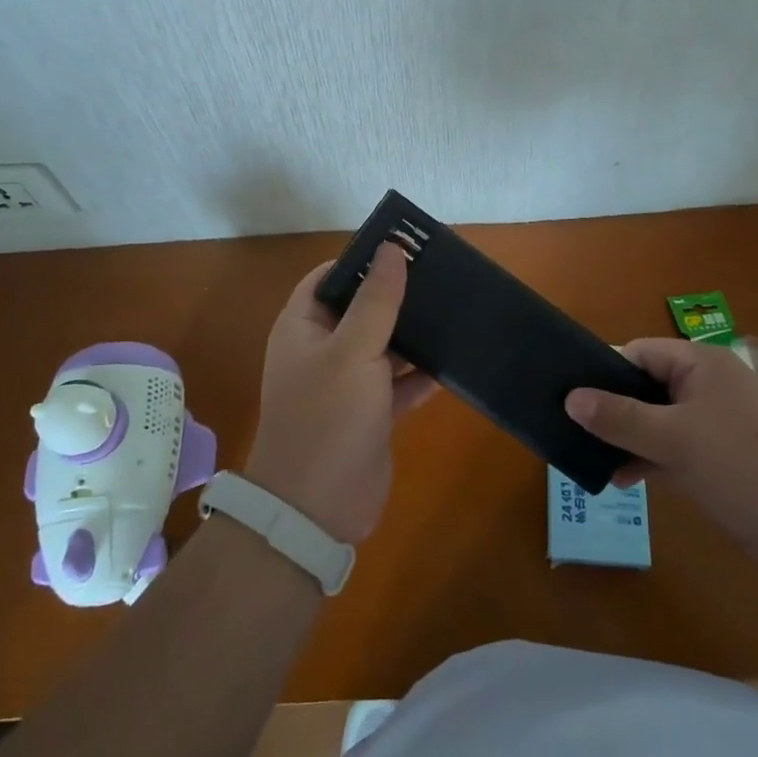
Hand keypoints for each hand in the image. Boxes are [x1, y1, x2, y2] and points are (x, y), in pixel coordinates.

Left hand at [244, 244, 434, 543]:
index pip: (330, 277)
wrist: (318, 509)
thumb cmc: (327, 417)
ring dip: (413, 333)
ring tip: (454, 309)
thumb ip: (376, 300)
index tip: (404, 247)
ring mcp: (347, 383)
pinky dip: (421, 374)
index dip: (362, 260)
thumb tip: (392, 249)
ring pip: (384, 345)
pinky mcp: (371, 413)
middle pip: (361, 308)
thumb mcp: (353, 350)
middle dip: (396, 294)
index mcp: (303, 326)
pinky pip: (399, 383)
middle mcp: (322, 349)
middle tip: (441, 275)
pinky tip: (454, 360)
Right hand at [565, 338, 757, 581]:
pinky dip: (648, 460)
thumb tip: (571, 398)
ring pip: (656, 421)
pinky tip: (622, 480)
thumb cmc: (744, 468)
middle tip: (574, 432)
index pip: (639, 353)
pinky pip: (672, 449)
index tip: (571, 398)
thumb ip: (619, 418)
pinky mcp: (720, 459)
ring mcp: (715, 424)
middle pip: (645, 387)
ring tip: (590, 460)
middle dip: (612, 410)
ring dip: (627, 439)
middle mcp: (706, 387)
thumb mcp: (674, 439)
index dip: (605, 372)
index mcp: (700, 365)